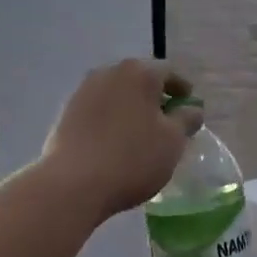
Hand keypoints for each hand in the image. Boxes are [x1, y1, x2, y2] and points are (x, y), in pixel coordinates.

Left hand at [40, 60, 201, 222]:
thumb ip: (187, 119)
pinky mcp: (66, 113)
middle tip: (166, 122)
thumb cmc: (132, 159)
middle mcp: (108, 73)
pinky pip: (97, 111)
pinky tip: (114, 142)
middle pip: (139, 80)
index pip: (168, 72)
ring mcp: (82, 92)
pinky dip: (110, 120)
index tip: (189, 107)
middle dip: (154, 98)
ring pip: (116, 95)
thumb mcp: (173, 142)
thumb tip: (191, 108)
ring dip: (130, 109)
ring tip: (139, 134)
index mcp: (138, 72)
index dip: (182, 90)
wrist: (73, 184)